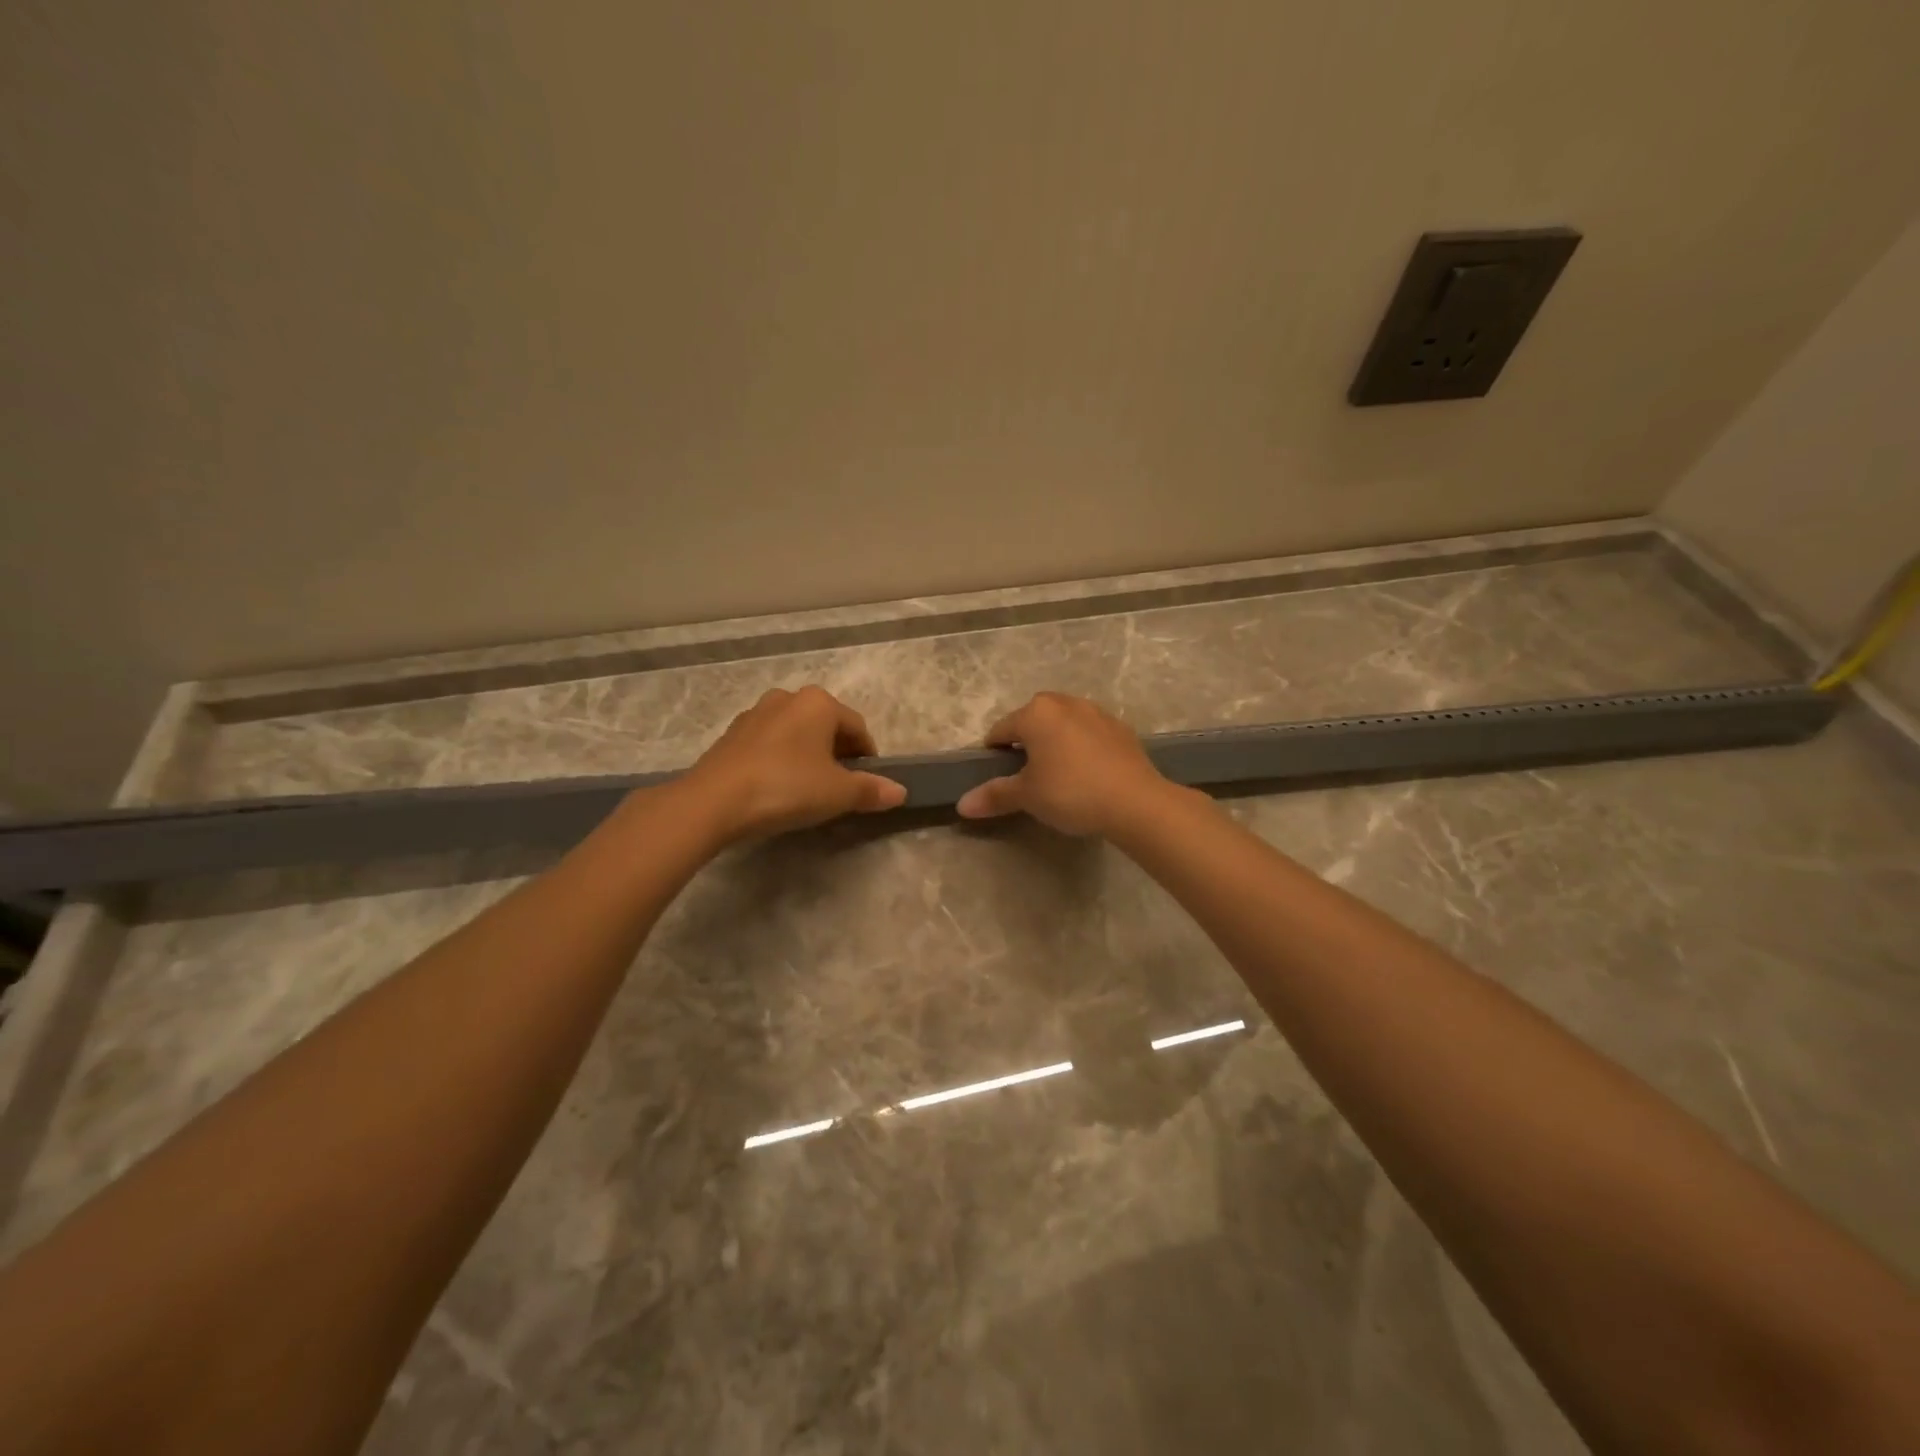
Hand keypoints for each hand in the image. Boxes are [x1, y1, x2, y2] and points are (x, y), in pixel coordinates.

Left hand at [683, 686, 906, 841]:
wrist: (714, 801)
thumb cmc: (786, 787)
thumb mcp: (837, 793)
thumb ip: (870, 790)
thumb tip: (900, 792)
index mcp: (819, 703)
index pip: (858, 728)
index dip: (868, 758)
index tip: (866, 785)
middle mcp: (788, 698)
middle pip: (826, 726)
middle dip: (838, 754)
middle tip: (839, 789)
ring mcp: (756, 713)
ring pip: (796, 733)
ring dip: (808, 756)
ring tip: (808, 789)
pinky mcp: (732, 734)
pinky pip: (770, 743)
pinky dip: (781, 760)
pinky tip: (777, 787)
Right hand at [955, 692, 1174, 836]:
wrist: (1135, 801)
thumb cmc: (1071, 792)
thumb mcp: (1027, 796)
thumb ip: (995, 795)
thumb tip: (961, 805)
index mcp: (1035, 713)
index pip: (1000, 731)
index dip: (993, 754)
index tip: (998, 778)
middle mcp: (1064, 703)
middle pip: (1032, 721)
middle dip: (1026, 743)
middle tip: (1028, 777)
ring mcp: (1096, 712)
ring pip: (1063, 724)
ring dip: (1055, 742)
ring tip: (1059, 775)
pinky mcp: (1120, 728)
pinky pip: (1089, 733)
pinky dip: (1082, 747)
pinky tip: (1088, 774)